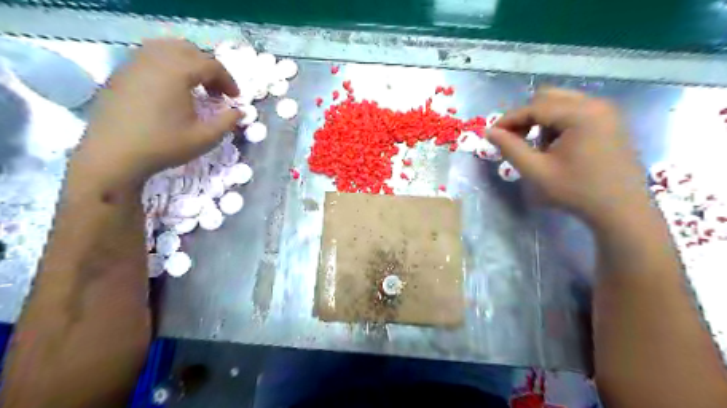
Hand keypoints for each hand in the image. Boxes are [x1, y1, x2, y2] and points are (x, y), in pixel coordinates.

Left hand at [76, 37, 239, 186]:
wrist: (113, 155)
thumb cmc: (164, 145)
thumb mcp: (204, 137)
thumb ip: (227, 122)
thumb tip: (240, 112)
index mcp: (177, 72)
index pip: (211, 65)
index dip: (228, 80)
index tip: (235, 99)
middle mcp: (155, 59)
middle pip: (189, 50)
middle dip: (209, 68)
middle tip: (217, 91)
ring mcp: (134, 63)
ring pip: (167, 49)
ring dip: (187, 64)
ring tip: (195, 87)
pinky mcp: (121, 73)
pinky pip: (149, 57)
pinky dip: (168, 66)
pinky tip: (171, 90)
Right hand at [489, 86, 647, 224]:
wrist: (621, 210)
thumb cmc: (576, 191)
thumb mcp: (536, 171)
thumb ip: (510, 148)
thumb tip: (489, 132)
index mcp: (580, 114)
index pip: (534, 107)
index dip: (509, 119)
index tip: (492, 135)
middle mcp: (596, 104)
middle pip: (549, 97)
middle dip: (526, 116)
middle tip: (514, 139)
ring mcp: (606, 112)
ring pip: (562, 103)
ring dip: (542, 120)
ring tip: (537, 147)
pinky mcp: (610, 122)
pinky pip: (576, 111)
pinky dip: (558, 123)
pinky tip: (556, 146)